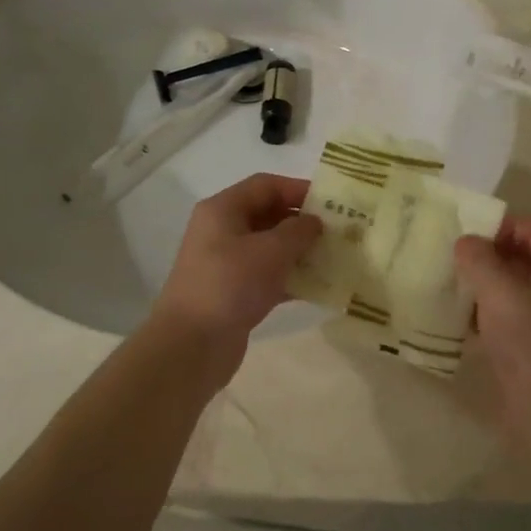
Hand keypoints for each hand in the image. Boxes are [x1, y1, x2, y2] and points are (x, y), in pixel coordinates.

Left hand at [150, 174, 322, 374]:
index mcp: (223, 210)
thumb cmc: (230, 284)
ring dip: (300, 251)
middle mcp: (222, 231)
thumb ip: (298, 230)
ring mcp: (227, 264)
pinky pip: (268, 276)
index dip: (298, 189)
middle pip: (268, 214)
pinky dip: (291, 278)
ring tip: (335, 256)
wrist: (192, 345)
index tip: (331, 201)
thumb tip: (314, 222)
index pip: (265, 185)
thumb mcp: (271, 250)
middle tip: (338, 231)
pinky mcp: (234, 293)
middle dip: (302, 221)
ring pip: (270, 248)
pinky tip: (319, 286)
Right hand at [454, 216, 530, 438]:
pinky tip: (458, 321)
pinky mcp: (530, 343)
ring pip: (511, 285)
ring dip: (482, 284)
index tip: (472, 240)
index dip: (505, 225)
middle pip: (523, 254)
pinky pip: (505, 315)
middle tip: (454, 261)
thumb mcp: (499, 292)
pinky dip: (483, 312)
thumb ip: (479, 259)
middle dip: (488, 254)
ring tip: (450, 288)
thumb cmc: (529, 342)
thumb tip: (465, 242)